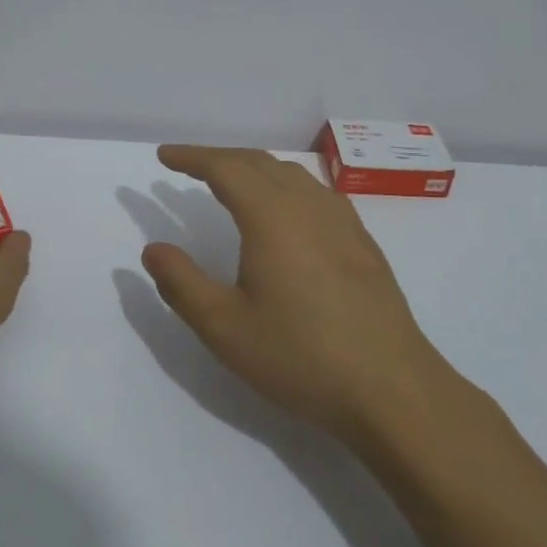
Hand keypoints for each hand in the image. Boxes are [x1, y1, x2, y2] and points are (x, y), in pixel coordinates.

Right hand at [141, 145, 465, 445]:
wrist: (393, 389)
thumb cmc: (301, 357)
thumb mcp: (225, 328)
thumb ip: (182, 284)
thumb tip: (154, 249)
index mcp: (272, 218)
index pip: (226, 168)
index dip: (192, 157)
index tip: (165, 156)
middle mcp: (308, 207)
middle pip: (259, 163)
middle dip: (219, 158)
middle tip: (189, 166)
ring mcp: (342, 222)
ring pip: (291, 174)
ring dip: (254, 168)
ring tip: (231, 182)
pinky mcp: (362, 243)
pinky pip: (316, 192)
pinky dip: (285, 184)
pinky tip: (286, 211)